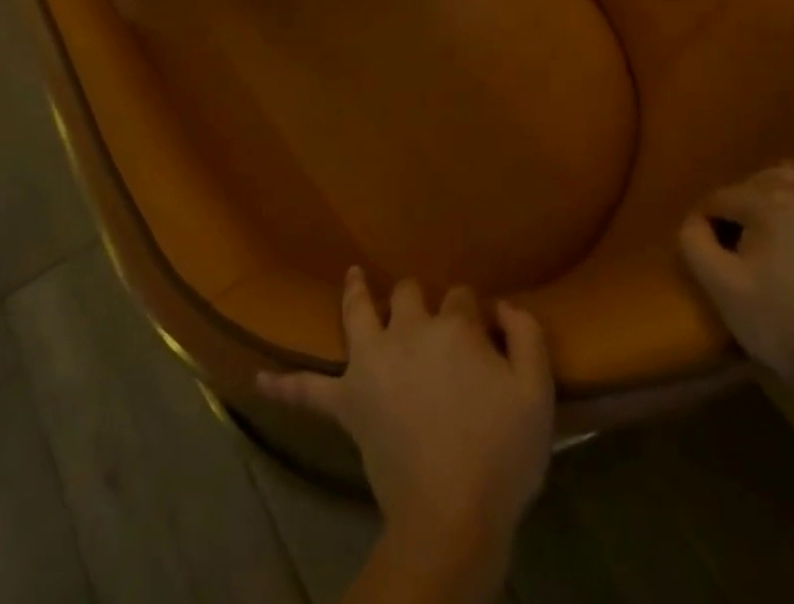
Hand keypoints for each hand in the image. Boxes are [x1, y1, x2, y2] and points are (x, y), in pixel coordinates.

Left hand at [259, 268, 553, 549]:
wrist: (452, 515)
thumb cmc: (501, 454)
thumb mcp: (536, 393)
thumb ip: (526, 337)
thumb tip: (502, 306)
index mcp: (452, 327)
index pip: (462, 297)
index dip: (473, 310)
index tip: (483, 327)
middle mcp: (407, 331)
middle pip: (409, 294)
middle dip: (420, 298)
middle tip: (429, 315)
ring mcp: (371, 363)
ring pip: (357, 314)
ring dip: (355, 293)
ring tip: (352, 277)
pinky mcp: (348, 402)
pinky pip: (309, 390)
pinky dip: (284, 385)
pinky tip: (257, 380)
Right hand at [678, 163, 793, 396]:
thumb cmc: (792, 328)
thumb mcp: (723, 290)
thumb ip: (693, 242)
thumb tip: (695, 220)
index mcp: (768, 198)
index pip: (721, 197)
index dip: (709, 223)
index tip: (711, 252)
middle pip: (761, 181)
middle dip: (747, 205)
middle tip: (745, 244)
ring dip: (786, 197)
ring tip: (783, 234)